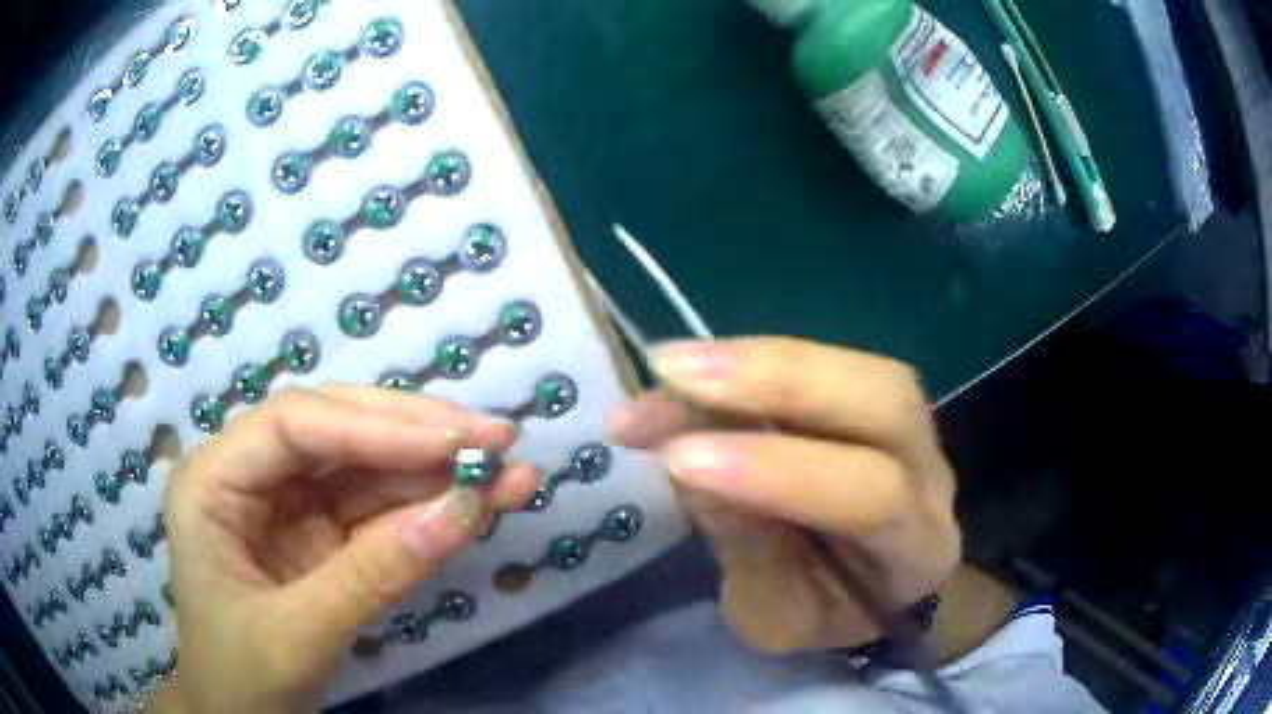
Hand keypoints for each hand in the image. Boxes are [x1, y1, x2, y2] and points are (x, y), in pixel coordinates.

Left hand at [151, 387, 535, 712]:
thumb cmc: (242, 679)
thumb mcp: (297, 636)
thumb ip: (372, 576)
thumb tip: (463, 512)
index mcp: (213, 481)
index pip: (294, 425)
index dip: (376, 427)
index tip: (456, 444)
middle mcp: (250, 474)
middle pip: (336, 429)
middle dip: (416, 436)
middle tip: (498, 440)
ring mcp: (289, 503)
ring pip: (368, 467)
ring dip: (438, 472)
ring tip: (510, 473)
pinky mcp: (323, 534)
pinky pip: (380, 510)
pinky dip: (431, 508)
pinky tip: (480, 504)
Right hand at [606, 338, 960, 652]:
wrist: (863, 593)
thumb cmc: (821, 615)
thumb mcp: (775, 616)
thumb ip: (747, 549)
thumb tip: (689, 465)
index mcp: (918, 549)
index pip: (871, 496)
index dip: (778, 471)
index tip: (680, 460)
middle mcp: (930, 473)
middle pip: (886, 399)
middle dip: (778, 381)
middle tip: (676, 376)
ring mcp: (912, 427)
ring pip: (856, 367)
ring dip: (760, 359)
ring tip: (673, 365)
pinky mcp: (873, 400)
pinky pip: (825, 362)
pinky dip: (755, 360)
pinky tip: (698, 365)